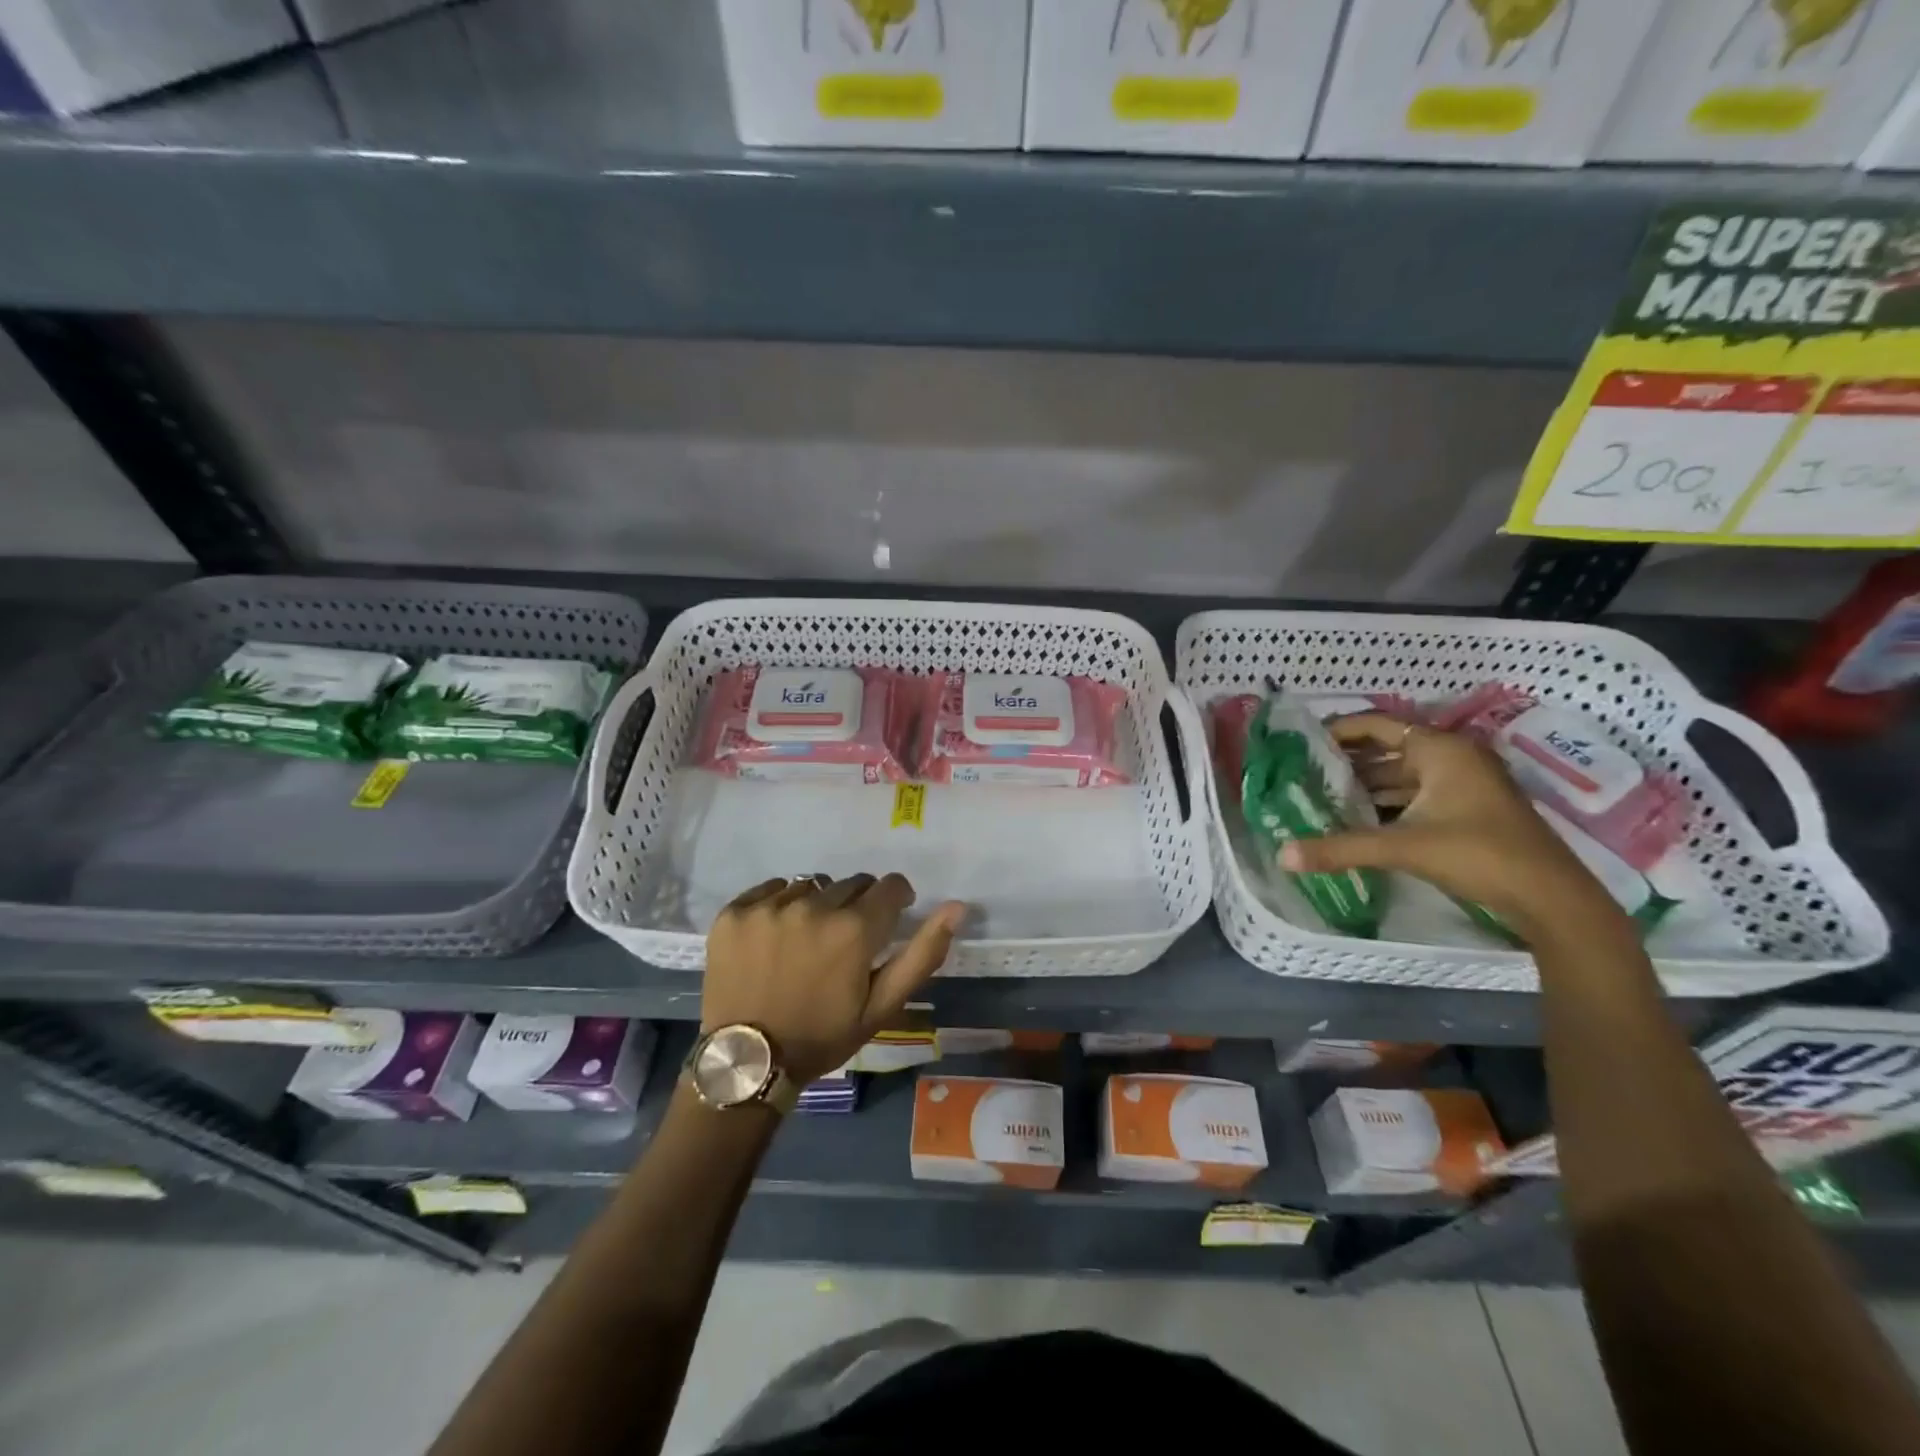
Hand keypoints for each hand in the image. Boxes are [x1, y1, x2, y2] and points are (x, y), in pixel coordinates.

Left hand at [703, 874, 965, 1084]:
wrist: (747, 1062)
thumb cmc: (823, 1036)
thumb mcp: (881, 1006)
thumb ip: (922, 954)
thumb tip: (957, 907)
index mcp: (854, 929)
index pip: (890, 886)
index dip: (896, 899)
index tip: (889, 918)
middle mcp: (813, 906)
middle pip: (851, 884)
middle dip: (857, 905)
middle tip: (845, 941)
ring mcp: (770, 907)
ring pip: (811, 885)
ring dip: (818, 905)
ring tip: (807, 940)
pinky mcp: (735, 912)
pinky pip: (771, 889)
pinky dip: (779, 905)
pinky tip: (775, 936)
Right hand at [1280, 713, 1628, 943]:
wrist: (1551, 899)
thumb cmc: (1480, 855)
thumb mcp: (1404, 848)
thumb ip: (1341, 848)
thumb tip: (1281, 856)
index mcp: (1441, 750)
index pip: (1378, 724)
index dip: (1338, 729)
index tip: (1301, 741)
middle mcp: (1451, 759)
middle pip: (1386, 750)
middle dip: (1345, 762)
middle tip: (1302, 772)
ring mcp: (1462, 786)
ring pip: (1400, 776)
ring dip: (1363, 786)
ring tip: (1319, 796)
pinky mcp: (1466, 811)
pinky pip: (1413, 797)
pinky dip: (1384, 805)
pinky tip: (1355, 820)